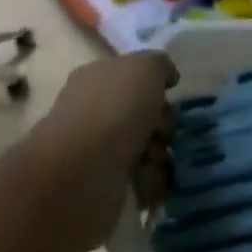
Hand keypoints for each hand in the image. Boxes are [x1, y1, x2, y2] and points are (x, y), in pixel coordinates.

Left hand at [36, 52, 177, 246]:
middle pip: (140, 112)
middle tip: (164, 131)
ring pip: (142, 146)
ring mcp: (94, 150)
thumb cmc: (115, 108)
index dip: (154, 83)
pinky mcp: (100, 186)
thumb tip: (167, 77)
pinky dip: (148, 180)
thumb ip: (160, 65)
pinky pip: (136, 179)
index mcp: (96, 77)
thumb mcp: (147, 67)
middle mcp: (92, 110)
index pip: (130, 74)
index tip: (169, 93)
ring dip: (158, 152)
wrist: (83, 172)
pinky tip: (147, 180)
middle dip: (161, 122)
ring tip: (157, 159)